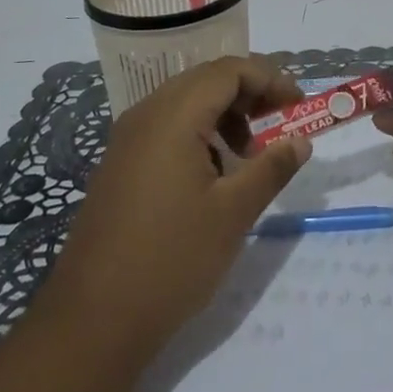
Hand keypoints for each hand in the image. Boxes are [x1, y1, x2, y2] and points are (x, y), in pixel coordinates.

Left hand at [36, 56, 312, 359]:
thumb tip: (300, 141)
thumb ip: (271, 168)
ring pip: (186, 103)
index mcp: (173, 116)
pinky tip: (213, 176)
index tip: (298, 106)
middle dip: (249, 94)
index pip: (229, 70)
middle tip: (280, 125)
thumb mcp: (233, 214)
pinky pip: (166, 127)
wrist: (92, 321)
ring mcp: (127, 139)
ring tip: (249, 156)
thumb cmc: (170, 260)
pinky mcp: (120, 164)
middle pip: (206, 80)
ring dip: (225, 115)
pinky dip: (199, 134)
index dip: (269, 79)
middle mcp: (146, 114)